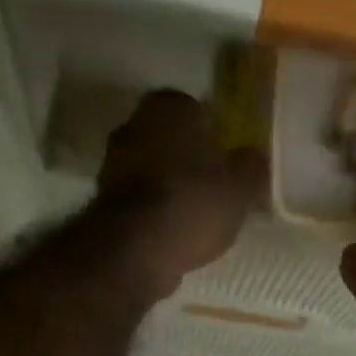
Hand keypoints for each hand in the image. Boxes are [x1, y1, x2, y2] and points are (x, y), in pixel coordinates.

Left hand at [97, 90, 266, 302]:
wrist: (135, 248)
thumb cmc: (193, 203)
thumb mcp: (241, 186)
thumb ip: (251, 166)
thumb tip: (253, 156)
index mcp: (170, 107)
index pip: (195, 107)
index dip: (213, 131)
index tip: (226, 156)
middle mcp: (134, 123)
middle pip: (170, 137)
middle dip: (189, 156)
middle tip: (214, 183)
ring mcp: (113, 161)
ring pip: (152, 166)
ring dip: (170, 183)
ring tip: (197, 212)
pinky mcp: (103, 198)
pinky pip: (139, 196)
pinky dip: (154, 207)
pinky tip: (174, 229)